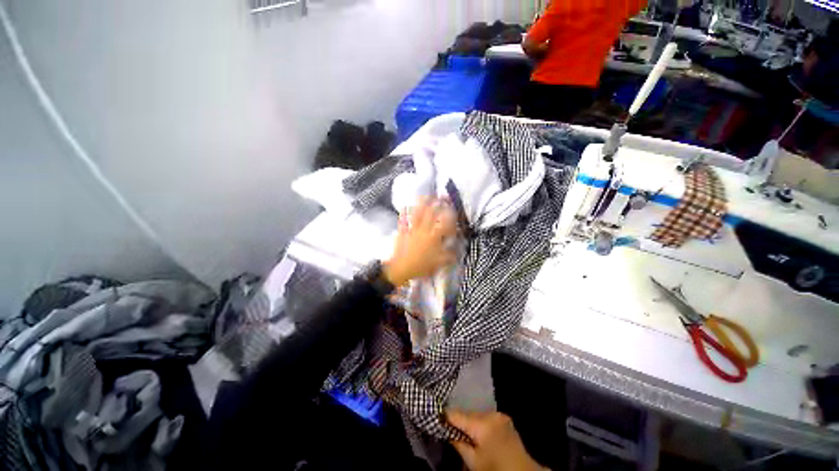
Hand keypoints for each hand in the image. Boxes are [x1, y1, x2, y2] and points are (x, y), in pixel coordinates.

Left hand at [383, 197, 456, 285]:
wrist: (401, 268)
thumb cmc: (421, 266)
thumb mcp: (439, 263)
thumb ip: (450, 256)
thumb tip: (457, 251)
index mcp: (434, 236)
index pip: (445, 223)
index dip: (451, 217)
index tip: (455, 212)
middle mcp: (424, 229)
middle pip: (431, 213)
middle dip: (438, 204)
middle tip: (443, 197)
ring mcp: (412, 229)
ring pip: (417, 213)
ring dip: (422, 203)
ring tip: (427, 196)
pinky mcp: (403, 231)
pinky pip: (403, 220)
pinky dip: (404, 212)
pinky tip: (404, 206)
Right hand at [447, 410, 544, 470]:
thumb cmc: (495, 469)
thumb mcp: (473, 462)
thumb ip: (458, 443)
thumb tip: (446, 430)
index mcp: (482, 424)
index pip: (457, 414)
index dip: (445, 416)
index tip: (435, 416)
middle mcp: (490, 414)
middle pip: (467, 414)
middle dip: (459, 421)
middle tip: (449, 429)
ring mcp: (499, 415)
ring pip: (476, 414)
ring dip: (469, 422)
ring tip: (465, 434)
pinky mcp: (504, 418)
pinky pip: (486, 417)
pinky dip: (479, 423)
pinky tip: (478, 434)